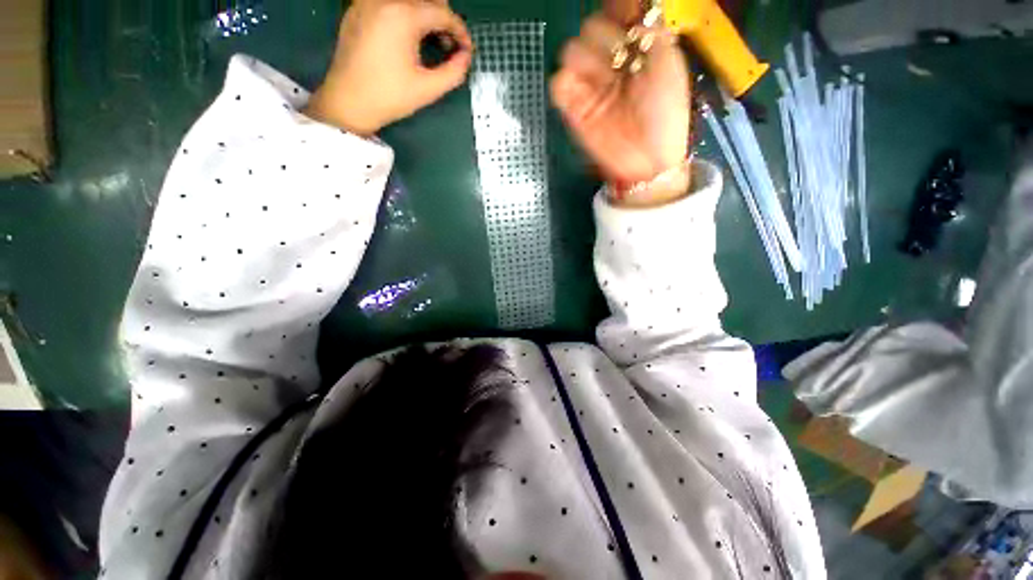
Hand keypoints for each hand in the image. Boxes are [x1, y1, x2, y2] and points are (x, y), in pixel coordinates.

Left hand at [307, 0, 473, 135]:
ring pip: (408, 0)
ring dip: (425, 16)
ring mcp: (367, 1)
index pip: (443, 13)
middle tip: (449, 47)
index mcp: (403, 15)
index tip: (467, 51)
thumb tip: (465, 57)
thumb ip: (454, 72)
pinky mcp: (357, 9)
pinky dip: (406, 14)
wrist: (347, 102)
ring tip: (431, 42)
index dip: (460, 32)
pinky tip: (408, 37)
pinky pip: (389, 3)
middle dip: (444, 21)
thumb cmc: (389, 97)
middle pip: (427, 0)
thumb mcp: (428, 89)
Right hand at [551, 14, 690, 202]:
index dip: (616, 11)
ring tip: (601, 83)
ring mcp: (590, 87)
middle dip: (604, 40)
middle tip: (620, 64)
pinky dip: (563, 83)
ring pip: (570, 52)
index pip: (614, 15)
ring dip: (583, 60)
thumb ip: (652, 31)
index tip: (623, 18)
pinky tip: (577, 92)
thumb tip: (637, 7)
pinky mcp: (575, 111)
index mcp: (632, 50)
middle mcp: (609, 63)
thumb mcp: (669, 64)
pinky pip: (558, 85)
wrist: (649, 158)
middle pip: (590, 28)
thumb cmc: (665, 112)